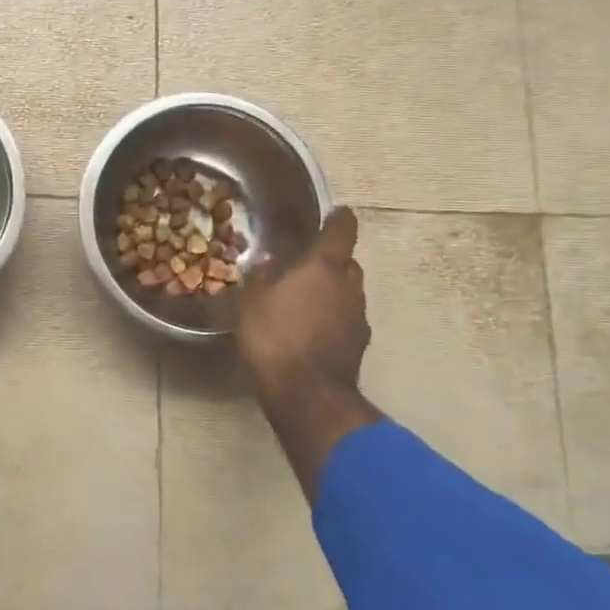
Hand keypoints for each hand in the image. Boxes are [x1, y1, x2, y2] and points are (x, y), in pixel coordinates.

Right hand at [234, 207, 380, 498]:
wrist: (307, 395)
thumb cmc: (274, 337)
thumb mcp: (250, 302)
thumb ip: (262, 278)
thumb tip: (271, 263)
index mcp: (324, 266)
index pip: (342, 229)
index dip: (339, 219)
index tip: (334, 214)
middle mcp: (349, 286)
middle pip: (347, 262)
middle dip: (330, 261)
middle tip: (304, 266)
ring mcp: (359, 317)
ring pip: (348, 292)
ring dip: (332, 292)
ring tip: (304, 301)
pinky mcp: (359, 345)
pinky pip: (346, 320)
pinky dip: (333, 318)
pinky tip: (311, 330)